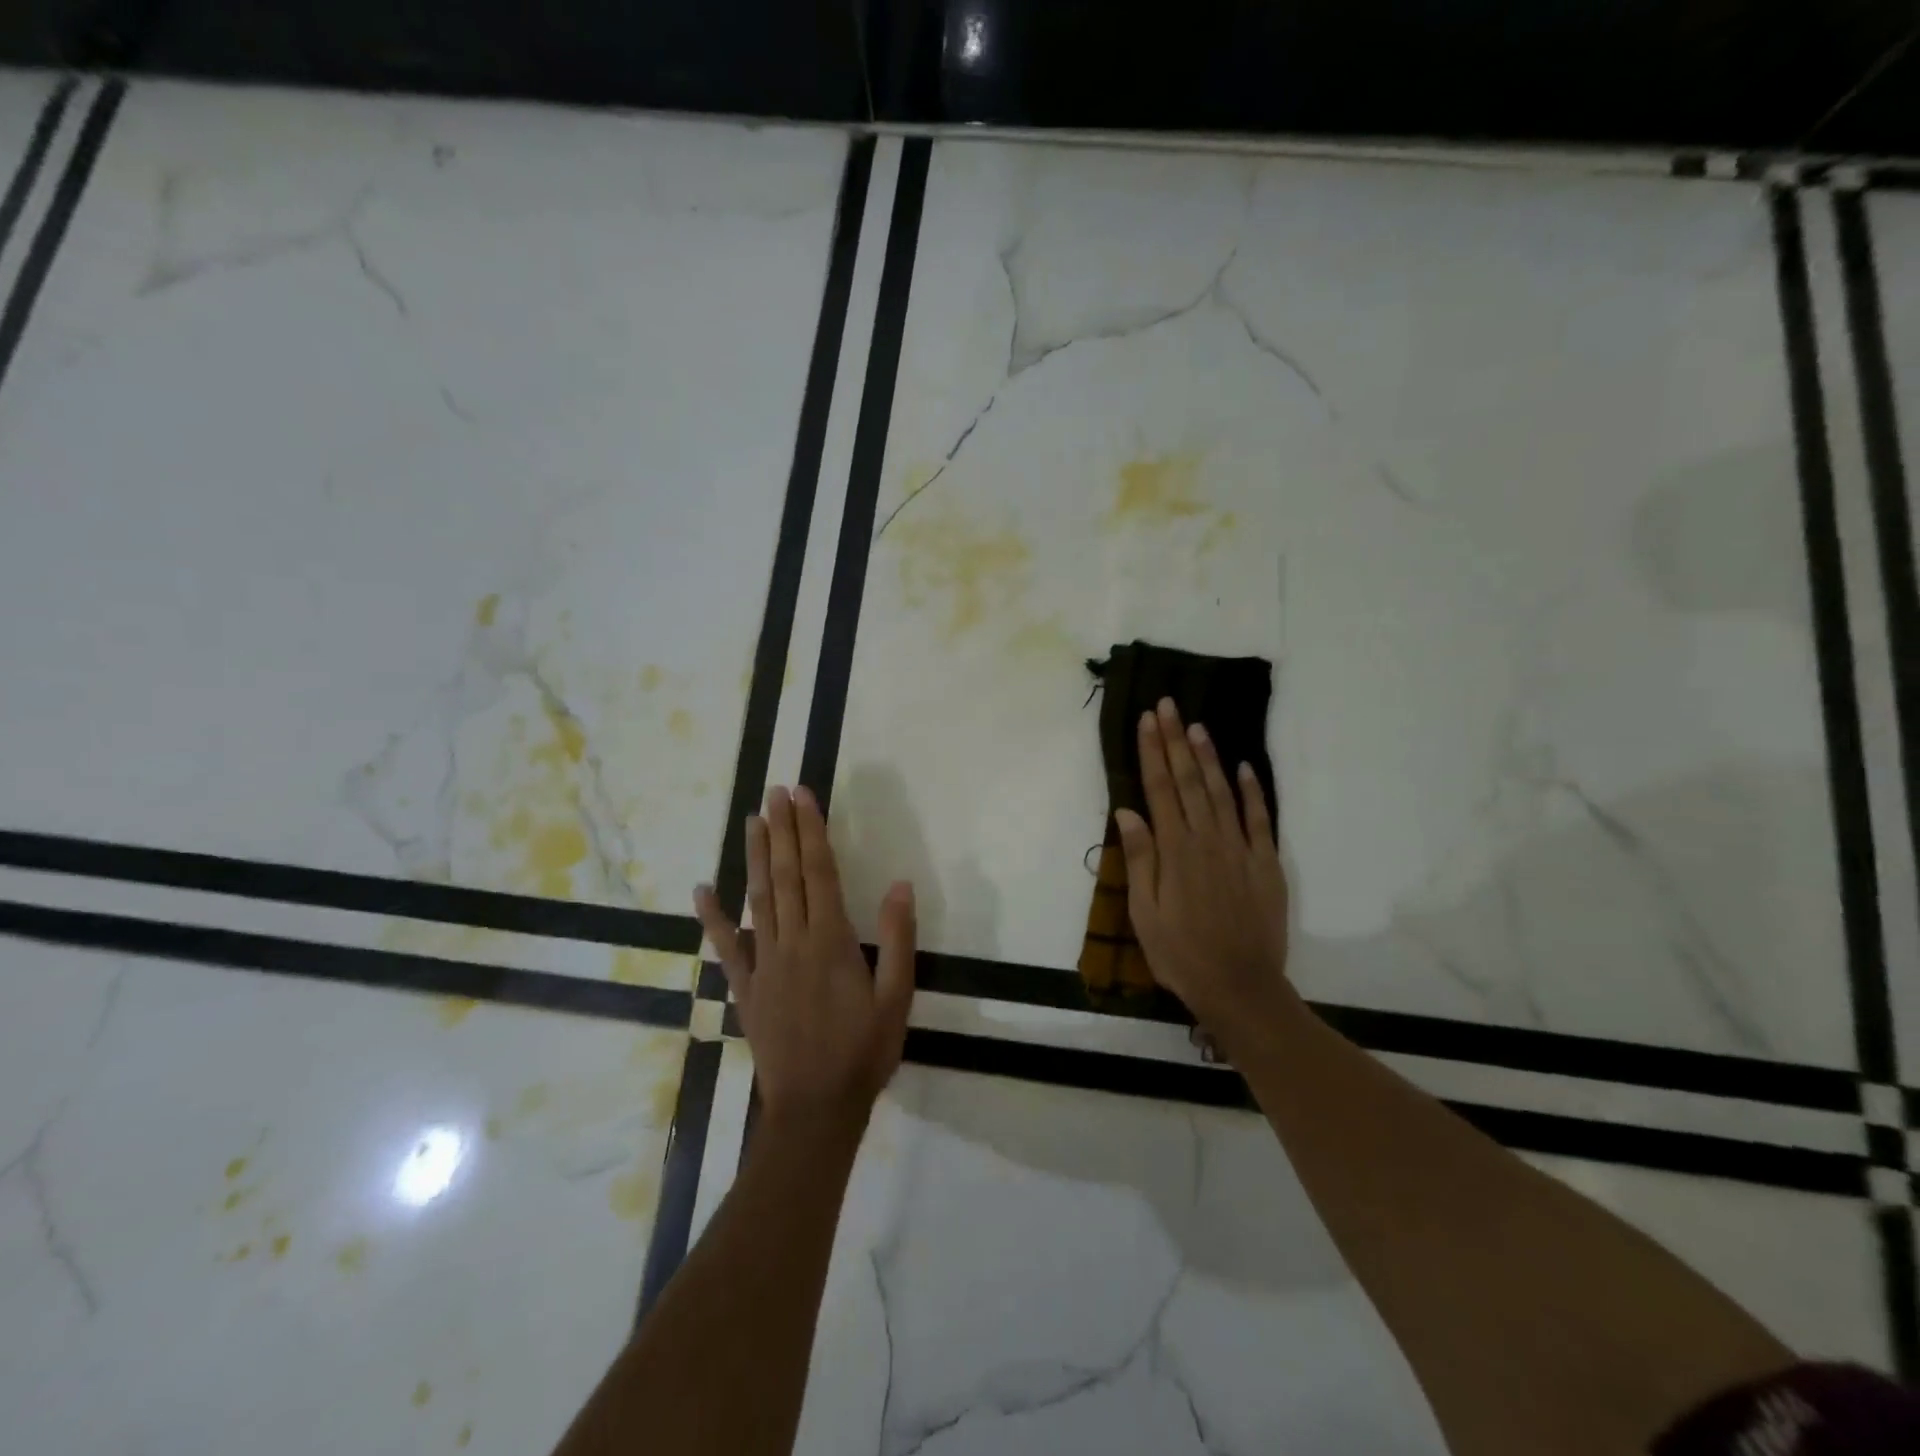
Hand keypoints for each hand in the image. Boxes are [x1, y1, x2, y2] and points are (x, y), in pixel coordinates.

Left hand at [694, 785, 915, 1127]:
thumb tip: (899, 884)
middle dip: (783, 831)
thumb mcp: (897, 998)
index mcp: (832, 941)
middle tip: (775, 792)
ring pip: (758, 899)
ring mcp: (764, 964)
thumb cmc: (864, 1051)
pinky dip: (713, 918)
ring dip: (755, 857)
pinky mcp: (746, 988)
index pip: (820, 873)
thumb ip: (897, 939)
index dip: (811, 831)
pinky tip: (702, 890)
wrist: (816, 1109)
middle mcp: (794, 942)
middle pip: (787, 876)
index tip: (802, 796)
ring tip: (752, 821)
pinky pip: (727, 947)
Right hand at [1113, 698, 1294, 1043]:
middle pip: (1188, 781)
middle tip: (1168, 705)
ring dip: (1208, 757)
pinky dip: (1252, 791)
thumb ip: (1140, 859)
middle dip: (1176, 740)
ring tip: (1197, 726)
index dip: (1152, 752)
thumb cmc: (1181, 954)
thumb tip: (1128, 813)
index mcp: (1175, 851)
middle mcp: (1208, 840)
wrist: (1241, 987)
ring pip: (1221, 792)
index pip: (1159, 789)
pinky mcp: (1266, 863)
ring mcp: (1241, 849)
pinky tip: (1244, 768)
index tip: (1147, 720)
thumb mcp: (1145, 913)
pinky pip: (1260, 819)